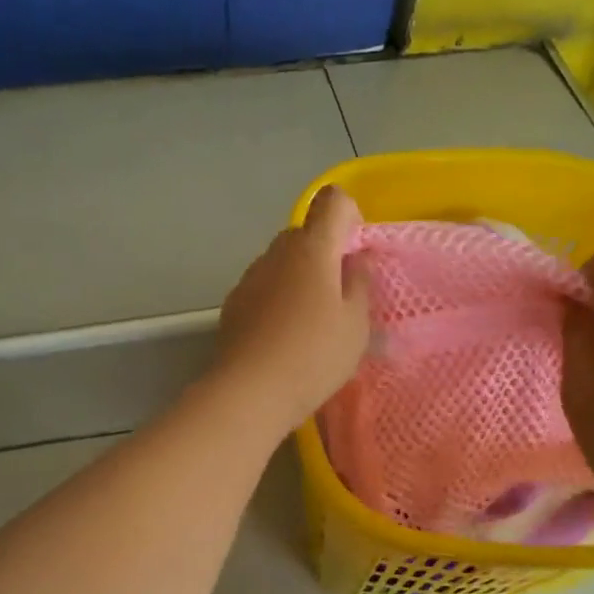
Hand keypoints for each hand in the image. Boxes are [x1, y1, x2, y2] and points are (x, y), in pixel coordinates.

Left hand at [214, 186, 372, 433]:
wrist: (250, 392)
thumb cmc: (314, 355)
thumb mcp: (355, 324)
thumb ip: (360, 283)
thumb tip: (358, 257)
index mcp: (312, 249)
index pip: (332, 201)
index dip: (349, 216)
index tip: (355, 253)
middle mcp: (276, 252)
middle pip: (304, 234)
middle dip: (324, 254)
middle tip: (339, 297)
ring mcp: (250, 277)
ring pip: (281, 262)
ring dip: (298, 278)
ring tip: (309, 324)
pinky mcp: (233, 303)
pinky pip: (263, 287)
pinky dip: (276, 299)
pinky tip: (282, 337)